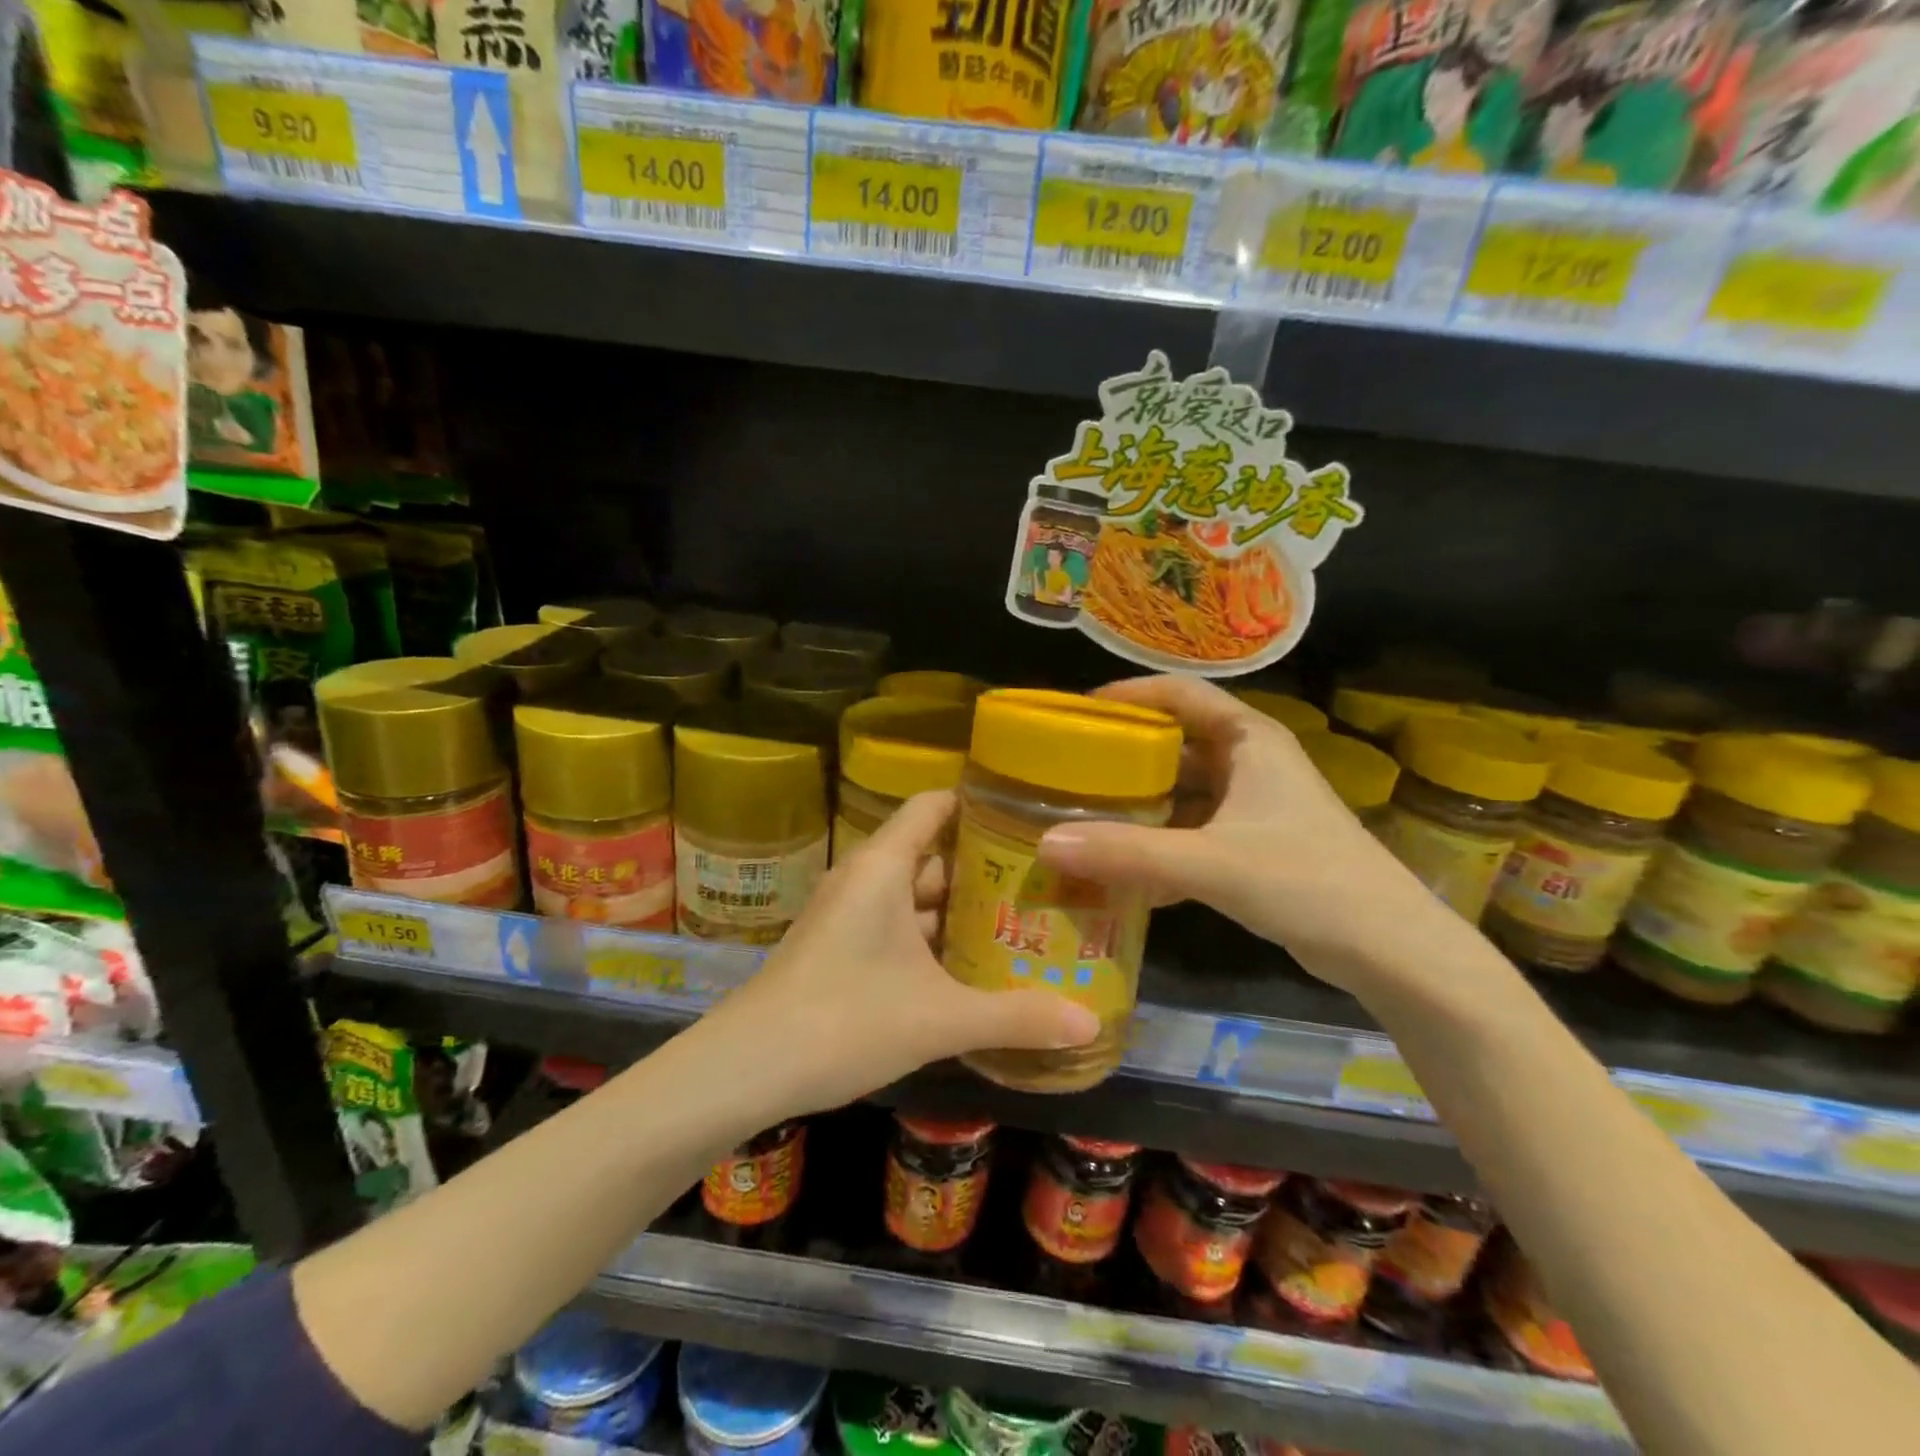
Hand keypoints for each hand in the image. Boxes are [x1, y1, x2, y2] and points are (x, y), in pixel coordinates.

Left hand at [709, 790, 1099, 1115]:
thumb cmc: (845, 1020)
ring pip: (915, 896)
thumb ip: (1016, 1018)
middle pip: (933, 854)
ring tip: (1020, 924)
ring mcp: (848, 914)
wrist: (746, 1069)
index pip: (934, 805)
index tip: (1030, 819)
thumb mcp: (939, 1018)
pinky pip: (897, 927)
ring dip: (960, 911)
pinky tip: (970, 968)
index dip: (979, 805)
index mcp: (883, 866)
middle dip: (984, 870)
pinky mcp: (839, 948)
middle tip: (1044, 883)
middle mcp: (865, 878)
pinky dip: (933, 939)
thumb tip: (1090, 1024)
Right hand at [1034, 675, 1456, 995]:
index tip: (1077, 712)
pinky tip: (1123, 875)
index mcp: (1249, 739)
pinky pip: (1193, 833)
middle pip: (1175, 744)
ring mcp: (1254, 806)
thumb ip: (1129, 854)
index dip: (1129, 695)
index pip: (1180, 693)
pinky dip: (1160, 847)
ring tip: (1084, 819)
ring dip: (1139, 807)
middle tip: (1068, 772)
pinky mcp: (1255, 846)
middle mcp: (1251, 762)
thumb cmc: (1306, 881)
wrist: (1390, 949)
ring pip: (1182, 793)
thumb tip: (1046, 845)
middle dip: (1123, 758)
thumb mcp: (1211, 863)